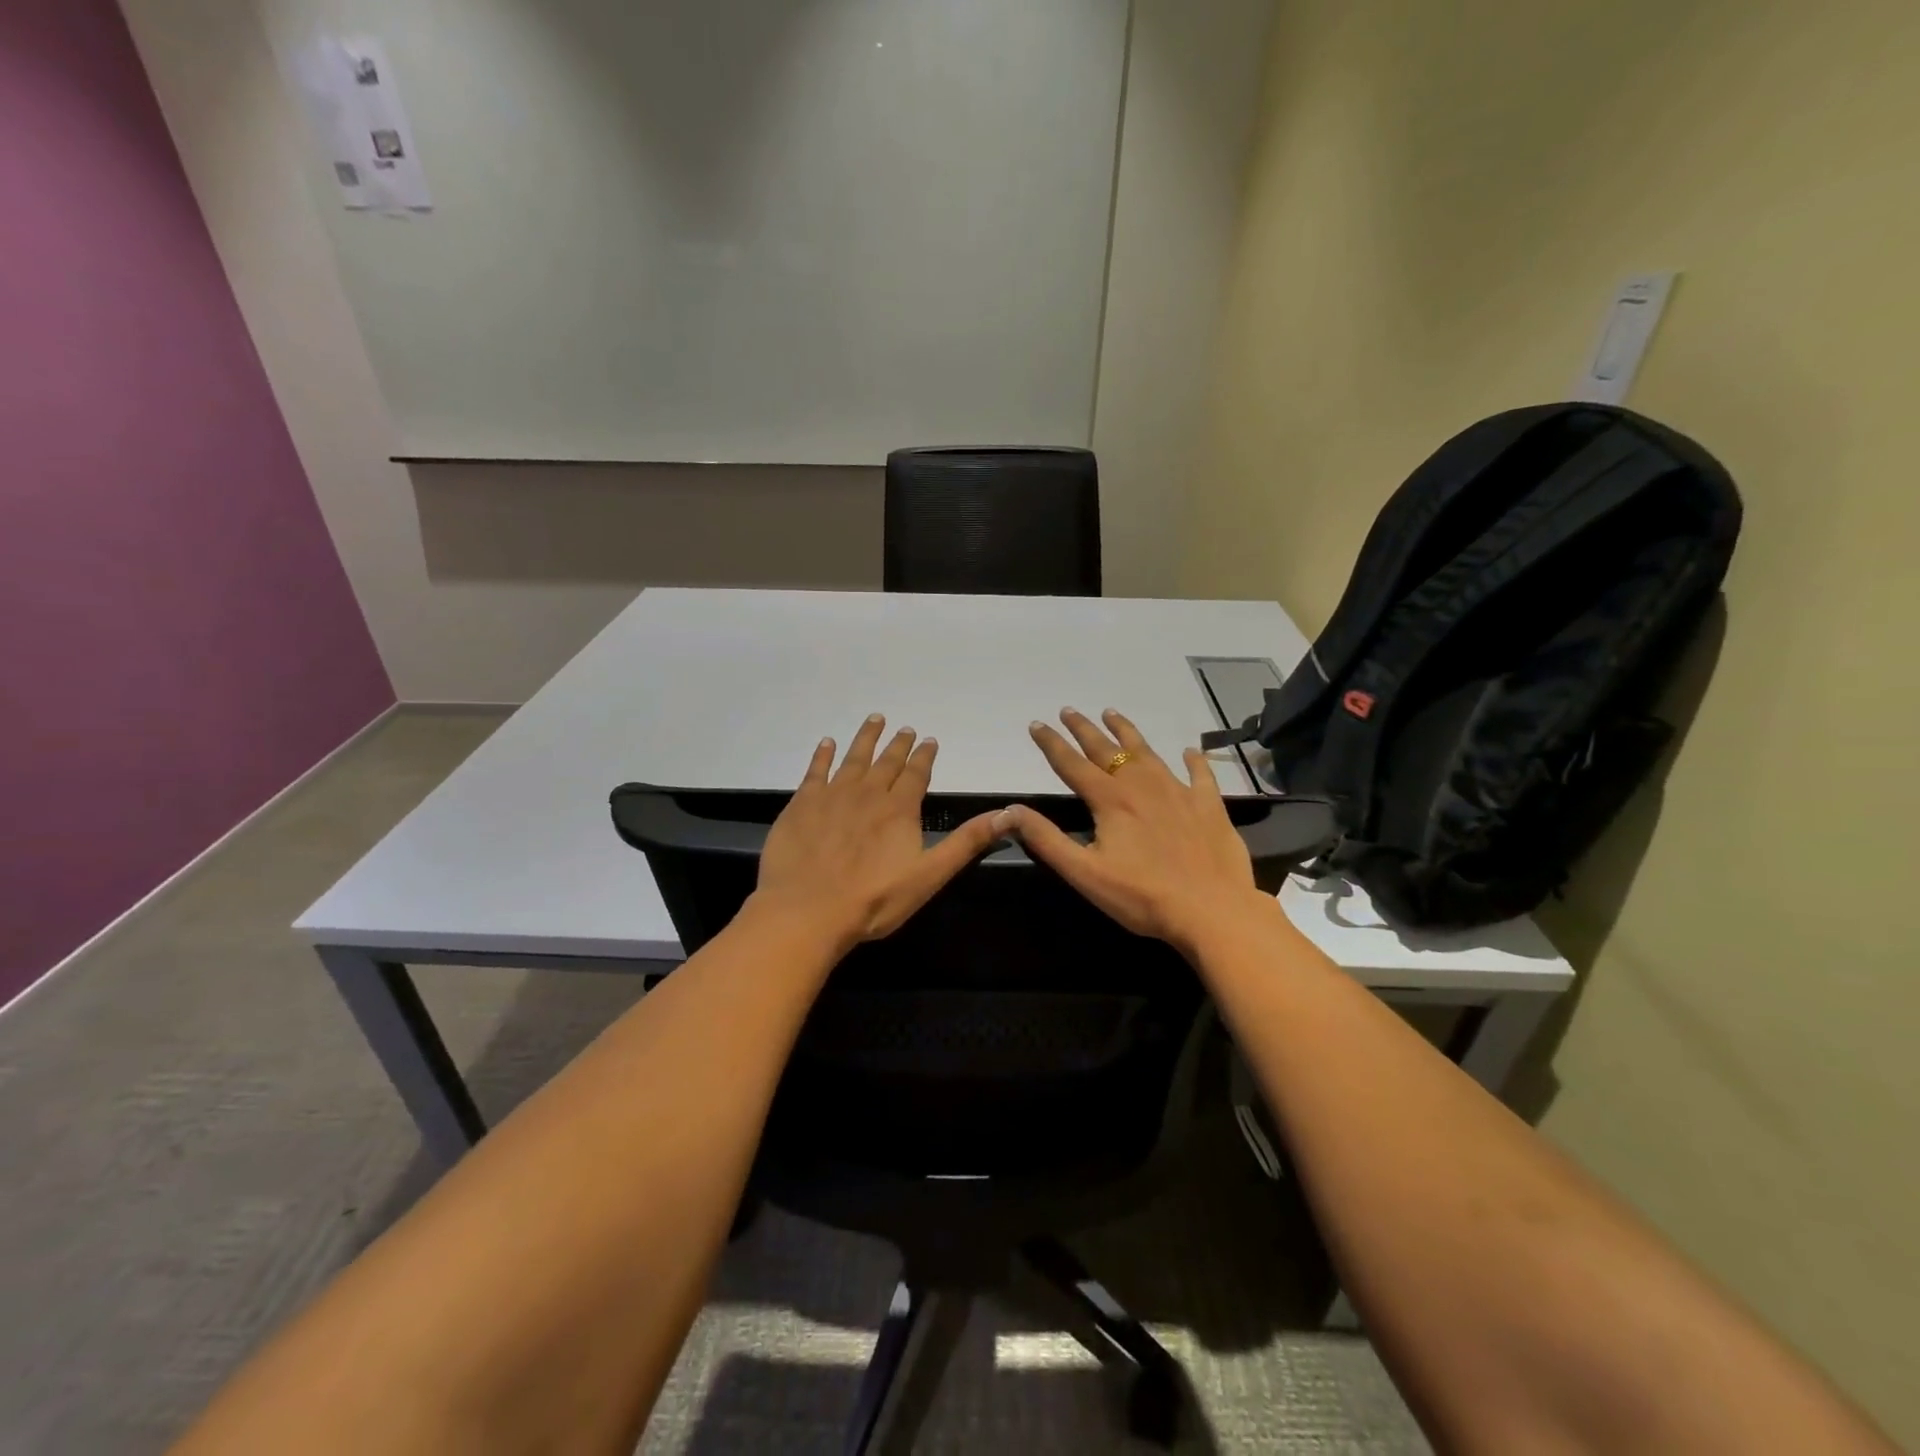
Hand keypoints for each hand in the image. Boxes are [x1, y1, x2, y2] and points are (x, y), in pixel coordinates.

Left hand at [754, 715, 1002, 950]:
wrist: (808, 910)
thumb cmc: (874, 899)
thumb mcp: (929, 875)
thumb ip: (966, 843)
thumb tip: (1007, 814)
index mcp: (899, 809)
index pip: (916, 774)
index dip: (924, 756)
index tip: (928, 740)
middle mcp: (867, 793)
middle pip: (886, 762)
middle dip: (898, 744)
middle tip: (904, 728)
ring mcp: (832, 795)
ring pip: (853, 758)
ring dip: (866, 738)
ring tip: (874, 719)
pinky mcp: (802, 804)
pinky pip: (816, 771)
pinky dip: (823, 755)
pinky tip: (827, 743)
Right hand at [999, 708, 1270, 950]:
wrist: (1212, 910)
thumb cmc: (1142, 896)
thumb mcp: (1084, 872)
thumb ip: (1046, 839)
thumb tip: (1010, 810)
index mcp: (1110, 801)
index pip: (1072, 764)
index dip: (1051, 744)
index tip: (1036, 724)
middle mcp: (1142, 786)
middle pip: (1107, 750)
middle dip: (1085, 729)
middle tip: (1069, 710)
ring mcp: (1179, 792)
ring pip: (1147, 753)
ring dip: (1127, 732)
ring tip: (1112, 713)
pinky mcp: (1209, 805)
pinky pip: (1200, 775)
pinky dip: (1193, 760)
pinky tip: (1189, 751)